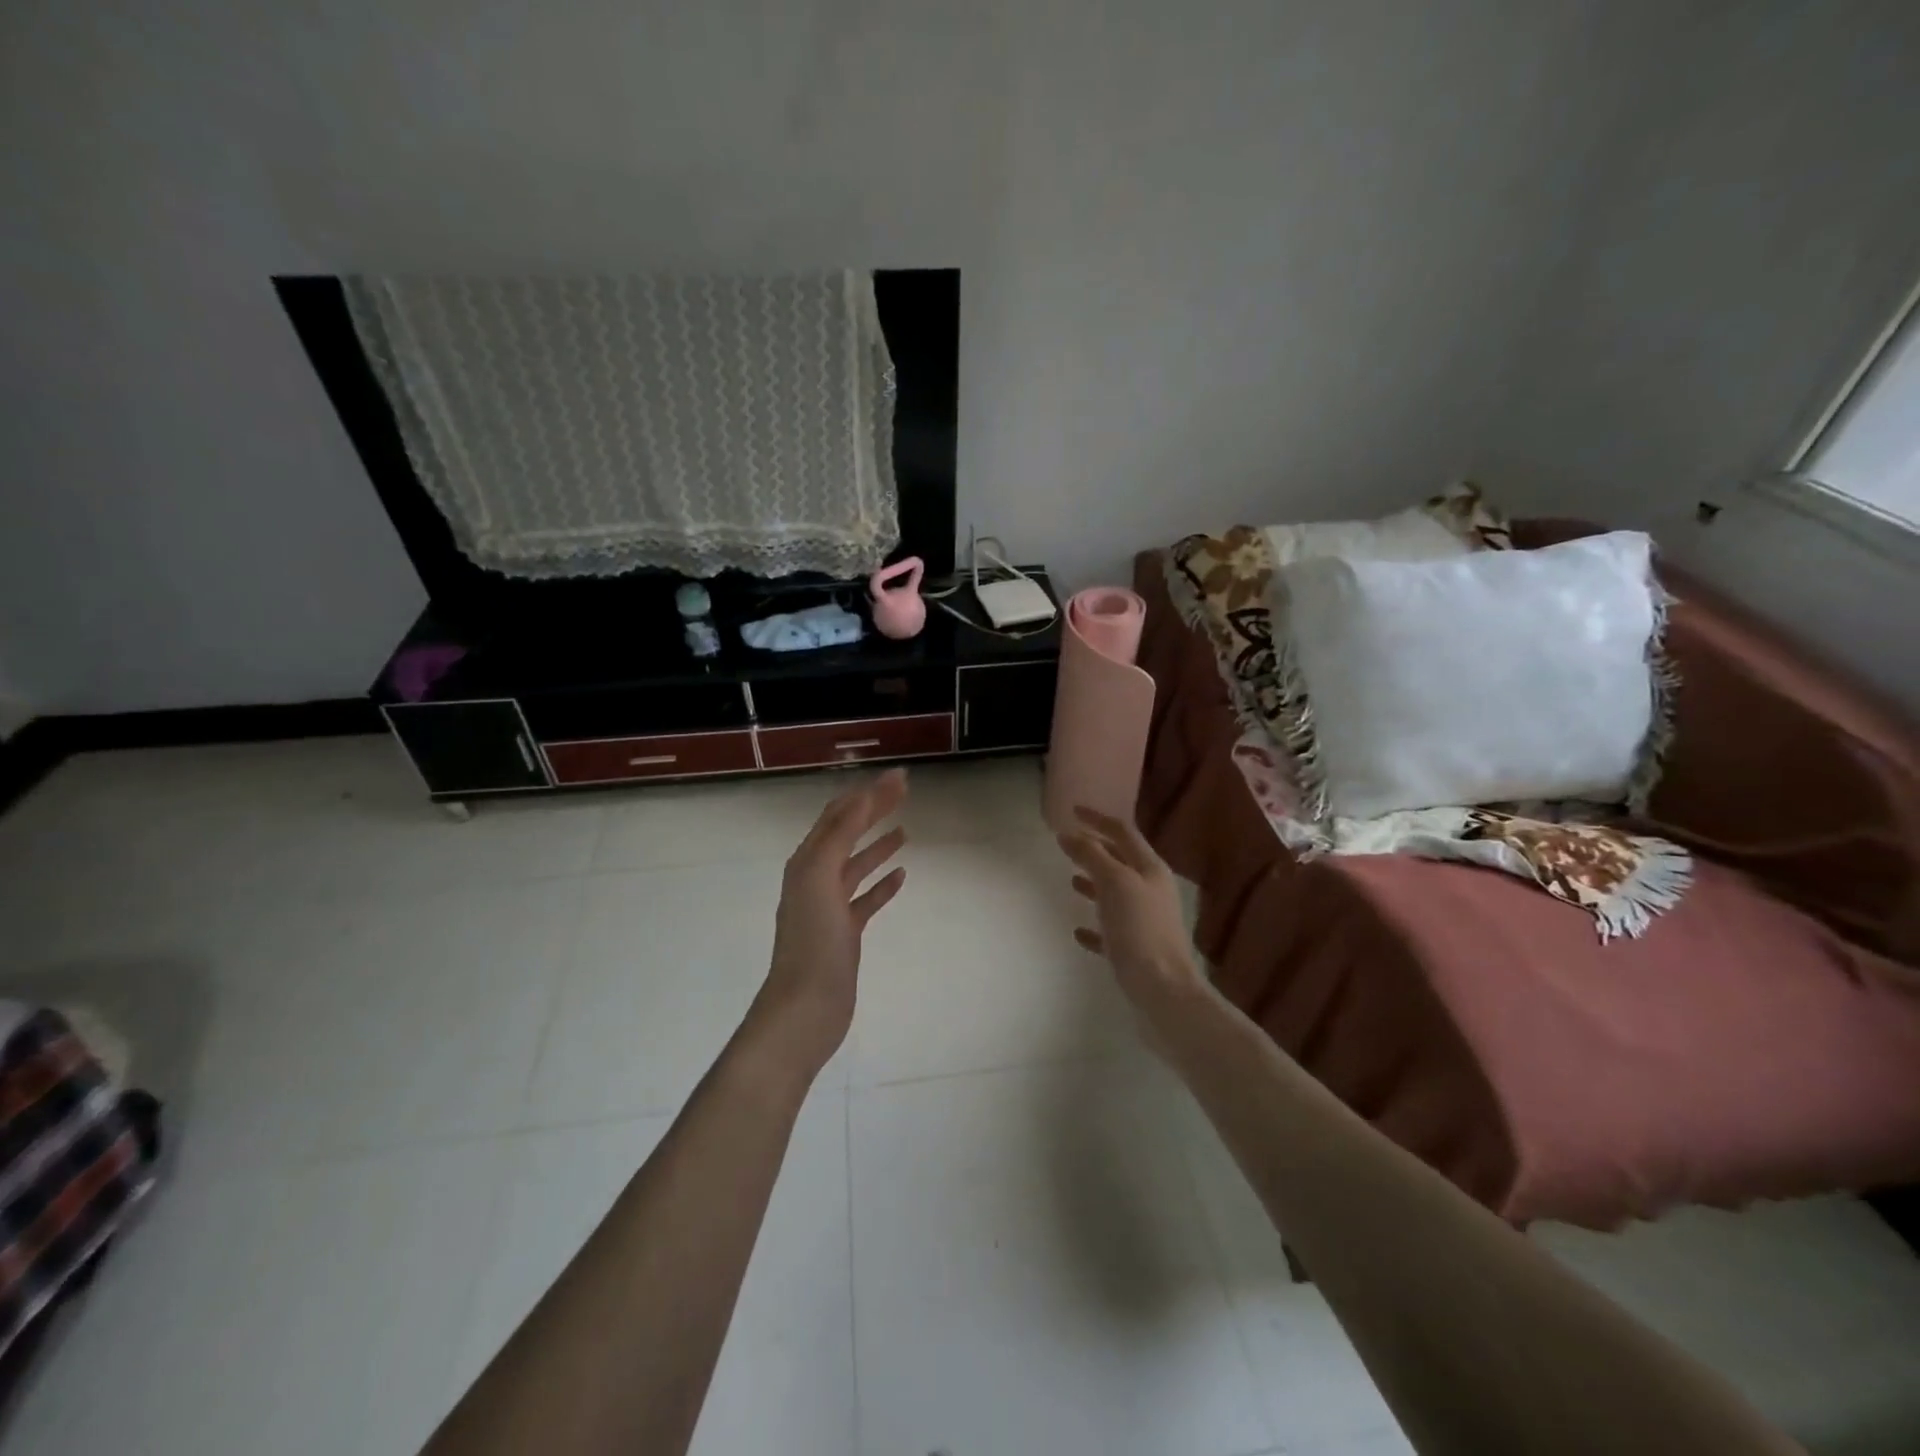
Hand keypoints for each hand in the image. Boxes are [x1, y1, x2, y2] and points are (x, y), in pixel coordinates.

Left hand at [753, 769, 909, 1073]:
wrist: (806, 1007)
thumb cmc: (813, 941)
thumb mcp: (820, 878)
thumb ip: (840, 836)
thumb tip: (862, 797)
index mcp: (807, 862)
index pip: (839, 815)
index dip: (868, 794)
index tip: (899, 778)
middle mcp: (815, 878)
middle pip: (848, 834)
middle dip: (874, 811)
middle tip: (906, 792)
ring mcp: (830, 906)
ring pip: (857, 866)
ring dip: (878, 845)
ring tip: (904, 831)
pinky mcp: (845, 932)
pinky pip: (866, 899)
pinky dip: (882, 884)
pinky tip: (901, 876)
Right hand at [1059, 807, 1205, 1013]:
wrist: (1163, 992)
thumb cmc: (1140, 930)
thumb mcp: (1115, 883)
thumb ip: (1092, 856)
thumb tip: (1069, 833)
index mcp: (1150, 869)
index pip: (1123, 832)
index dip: (1098, 818)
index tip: (1072, 810)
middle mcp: (1151, 890)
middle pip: (1121, 861)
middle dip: (1096, 849)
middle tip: (1068, 843)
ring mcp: (1145, 921)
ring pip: (1116, 894)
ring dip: (1094, 883)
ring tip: (1071, 879)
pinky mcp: (1135, 950)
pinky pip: (1111, 930)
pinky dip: (1095, 925)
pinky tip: (1078, 930)